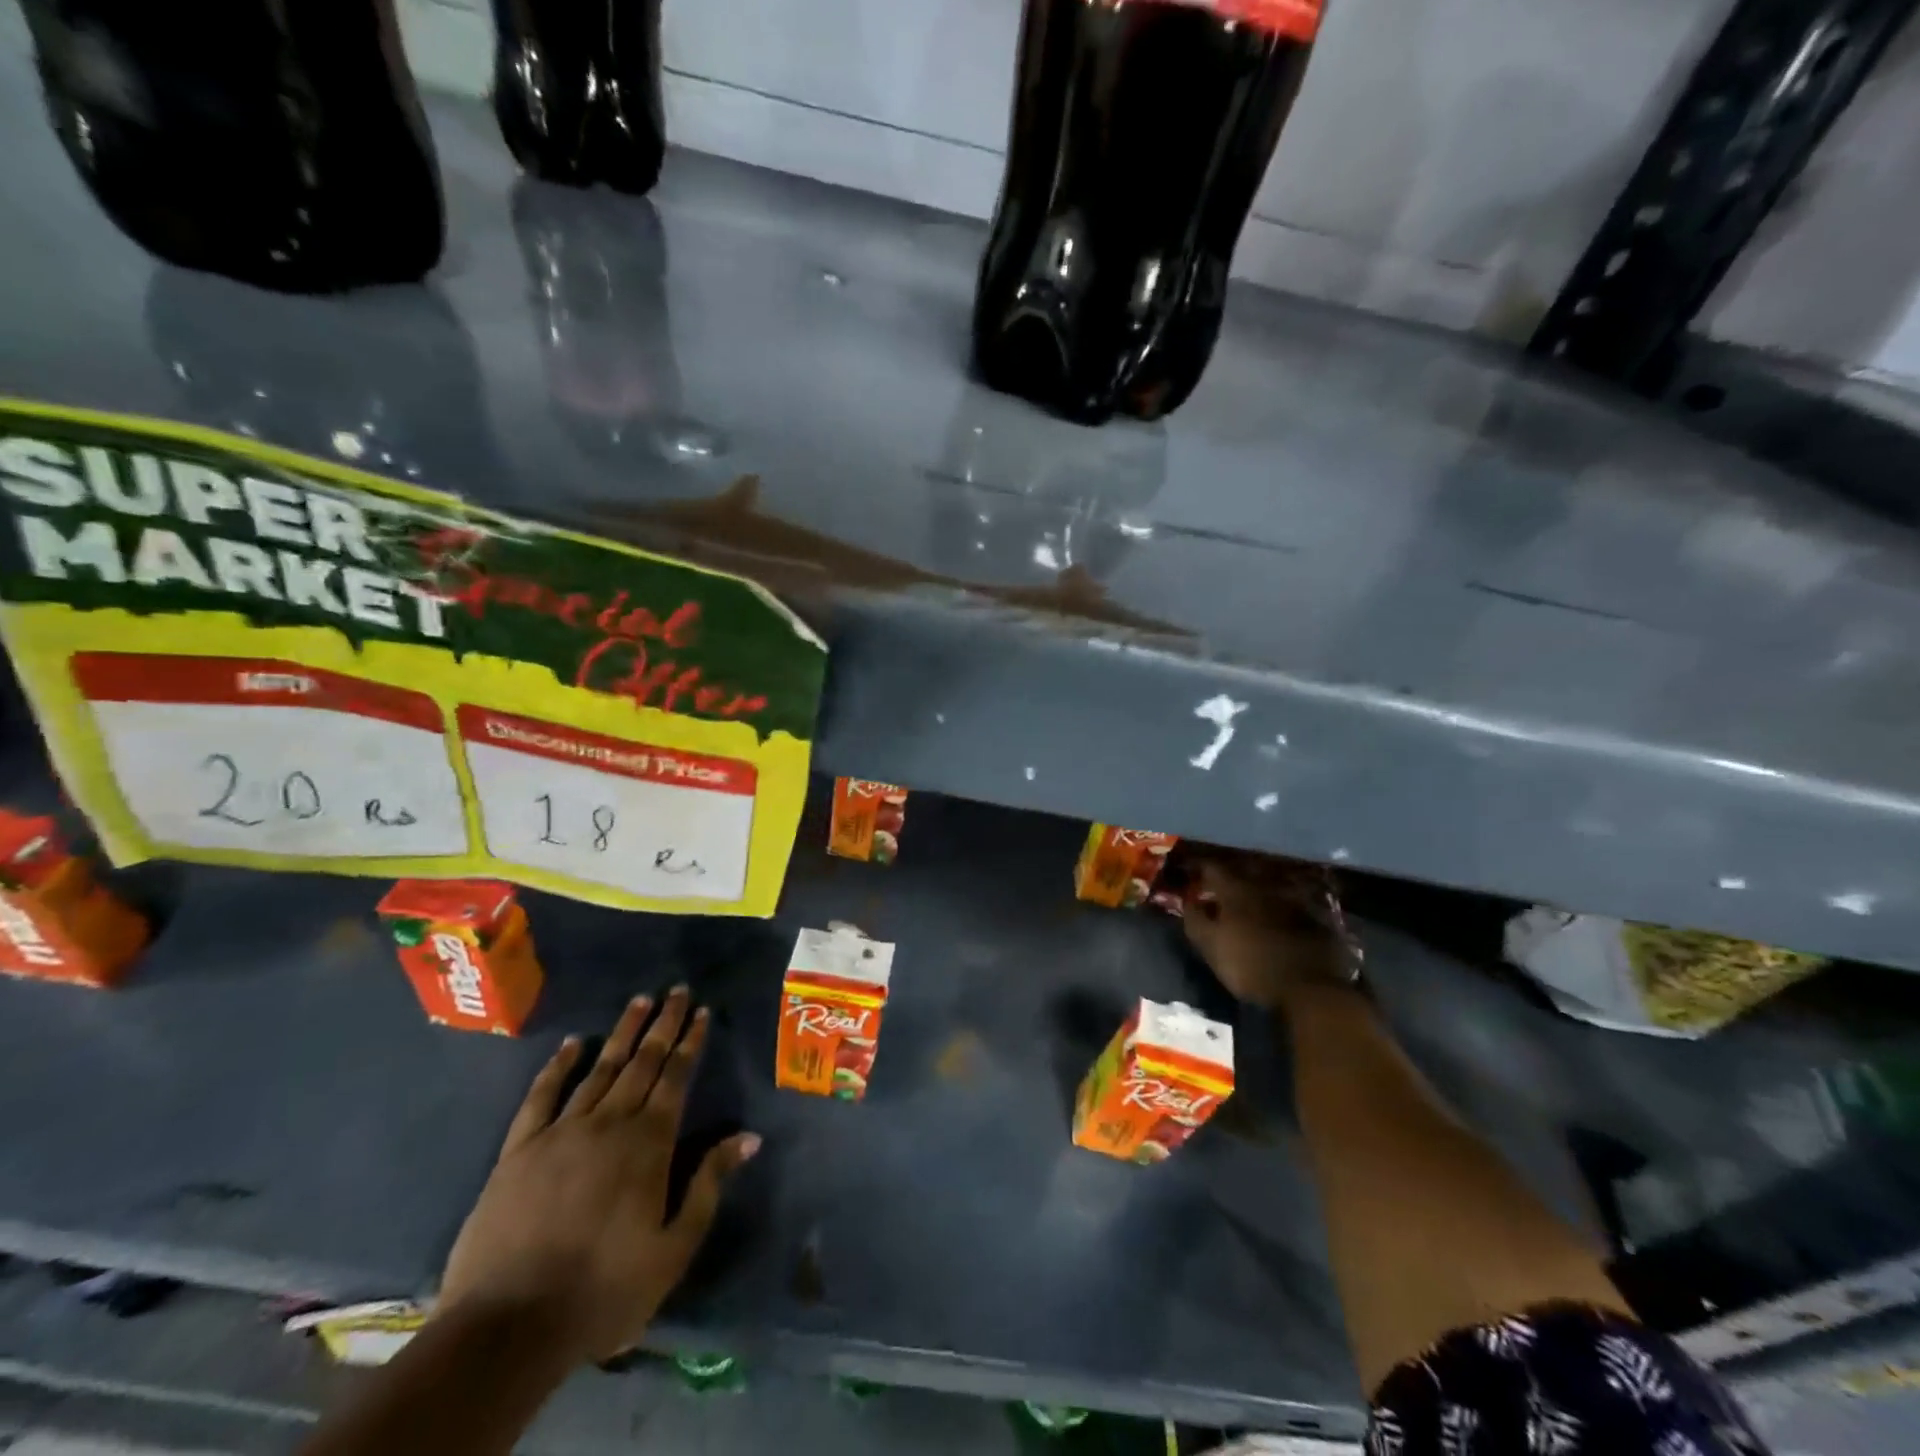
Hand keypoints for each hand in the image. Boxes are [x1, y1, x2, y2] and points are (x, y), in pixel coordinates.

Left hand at [437, 988, 759, 1364]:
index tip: (701, 1011)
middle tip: (678, 990)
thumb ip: (709, 1185)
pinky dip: (558, 1066)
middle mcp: (609, 1124)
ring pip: (600, 1069)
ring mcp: (560, 1132)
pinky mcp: (519, 1150)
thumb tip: (749, 1135)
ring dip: (622, 1033)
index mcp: (649, 1144)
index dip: (690, 1042)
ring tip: (640, 1001)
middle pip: (642, 1063)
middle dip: (664, 1024)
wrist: (506, 1329)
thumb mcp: (673, 1249)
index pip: (676, 1078)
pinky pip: (541, 1096)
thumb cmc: (602, 1291)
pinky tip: (572, 1044)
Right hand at [1183, 852, 1350, 1007]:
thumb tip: (1188, 901)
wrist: (1309, 991)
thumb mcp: (1210, 946)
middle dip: (1229, 881)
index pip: (1212, 868)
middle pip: (1242, 876)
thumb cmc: (1249, 966)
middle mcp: (1264, 888)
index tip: (1192, 875)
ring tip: (1248, 908)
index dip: (1200, 869)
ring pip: (1268, 891)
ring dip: (1256, 896)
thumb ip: (1195, 920)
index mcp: (1236, 891)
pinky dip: (1280, 912)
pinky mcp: (1315, 921)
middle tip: (1219, 892)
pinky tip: (1278, 925)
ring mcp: (1293, 902)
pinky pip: (1291, 909)